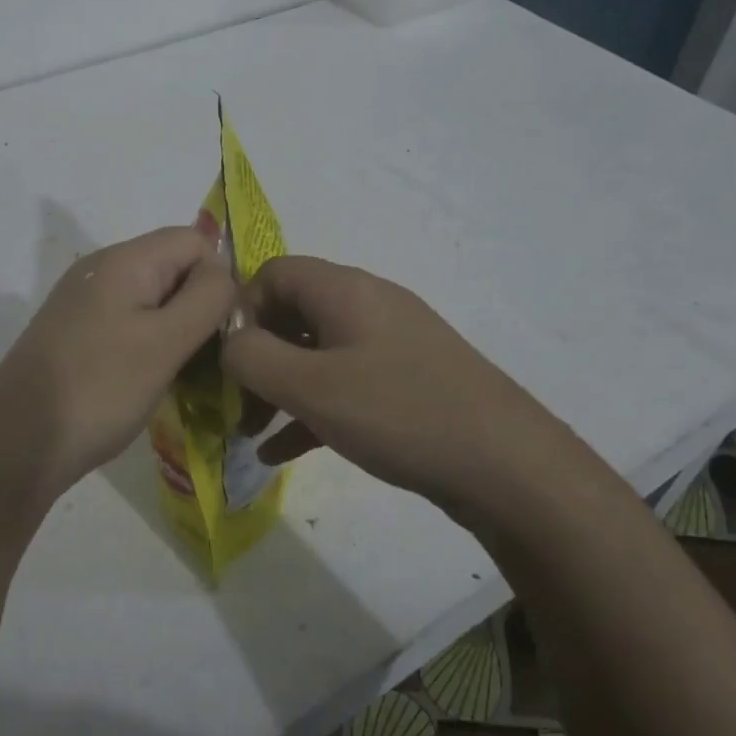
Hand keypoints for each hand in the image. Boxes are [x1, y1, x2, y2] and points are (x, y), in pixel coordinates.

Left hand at [0, 226, 234, 502]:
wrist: (15, 444)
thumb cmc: (99, 389)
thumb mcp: (165, 342)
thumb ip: (206, 298)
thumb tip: (222, 271)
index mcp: (126, 260)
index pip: (195, 240)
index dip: (220, 277)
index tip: (225, 329)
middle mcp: (102, 269)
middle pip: (174, 267)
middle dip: (200, 305)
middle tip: (209, 357)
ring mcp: (85, 302)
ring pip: (154, 299)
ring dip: (178, 330)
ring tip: (185, 374)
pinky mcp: (76, 333)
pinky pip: (130, 322)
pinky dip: (151, 344)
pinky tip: (152, 380)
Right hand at [222, 256, 579, 515]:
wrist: (505, 463)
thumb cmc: (399, 412)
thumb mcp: (312, 387)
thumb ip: (253, 358)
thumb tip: (230, 343)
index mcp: (345, 290)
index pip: (273, 273)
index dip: (241, 310)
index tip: (230, 362)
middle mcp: (368, 305)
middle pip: (293, 313)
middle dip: (257, 358)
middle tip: (235, 406)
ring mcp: (392, 344)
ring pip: (316, 354)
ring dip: (279, 389)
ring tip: (251, 434)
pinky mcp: (407, 381)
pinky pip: (344, 384)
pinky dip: (311, 410)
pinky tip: (283, 453)